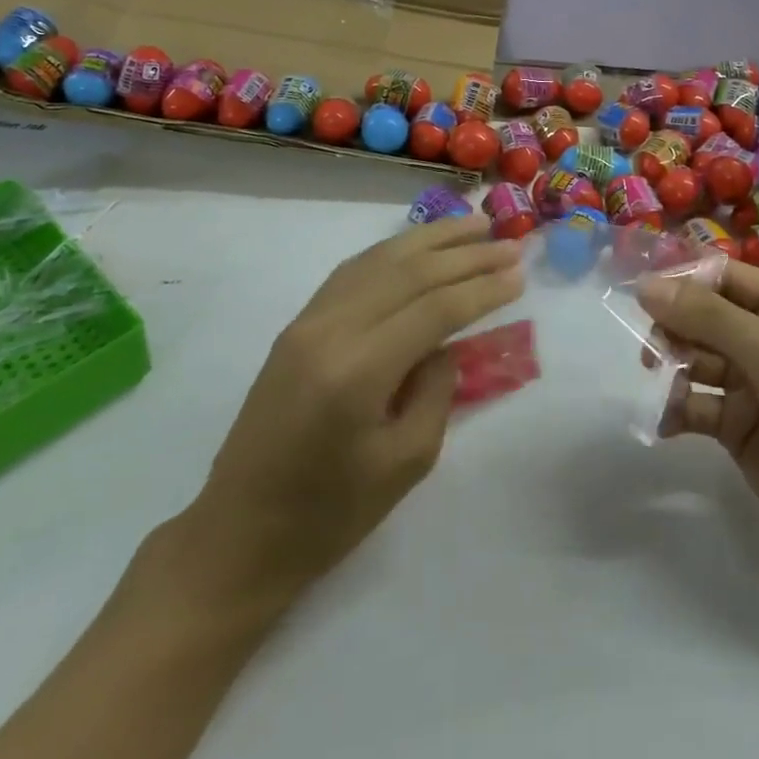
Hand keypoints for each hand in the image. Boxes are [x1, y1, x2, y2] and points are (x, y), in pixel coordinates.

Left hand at [174, 216, 524, 606]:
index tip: (520, 274)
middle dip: (465, 254)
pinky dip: (392, 252)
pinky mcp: (297, 325)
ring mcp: (307, 322)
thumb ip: (437, 391)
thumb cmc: (329, 515)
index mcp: (357, 371)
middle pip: (409, 273)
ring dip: (431, 240)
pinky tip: (418, 247)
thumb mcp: (405, 463)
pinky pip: (353, 272)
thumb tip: (447, 343)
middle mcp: (329, 330)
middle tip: (510, 244)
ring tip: (474, 225)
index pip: (433, 309)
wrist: (239, 533)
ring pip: (379, 260)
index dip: (481, 288)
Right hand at [637, 261, 758, 576]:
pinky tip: (664, 421)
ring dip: (671, 369)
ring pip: (695, 360)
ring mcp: (751, 385)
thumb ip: (708, 318)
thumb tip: (645, 285)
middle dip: (674, 329)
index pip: (723, 277)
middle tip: (652, 350)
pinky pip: (696, 406)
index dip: (683, 282)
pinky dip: (676, 409)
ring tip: (659, 385)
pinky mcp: (738, 427)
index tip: (642, 295)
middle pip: (703, 318)